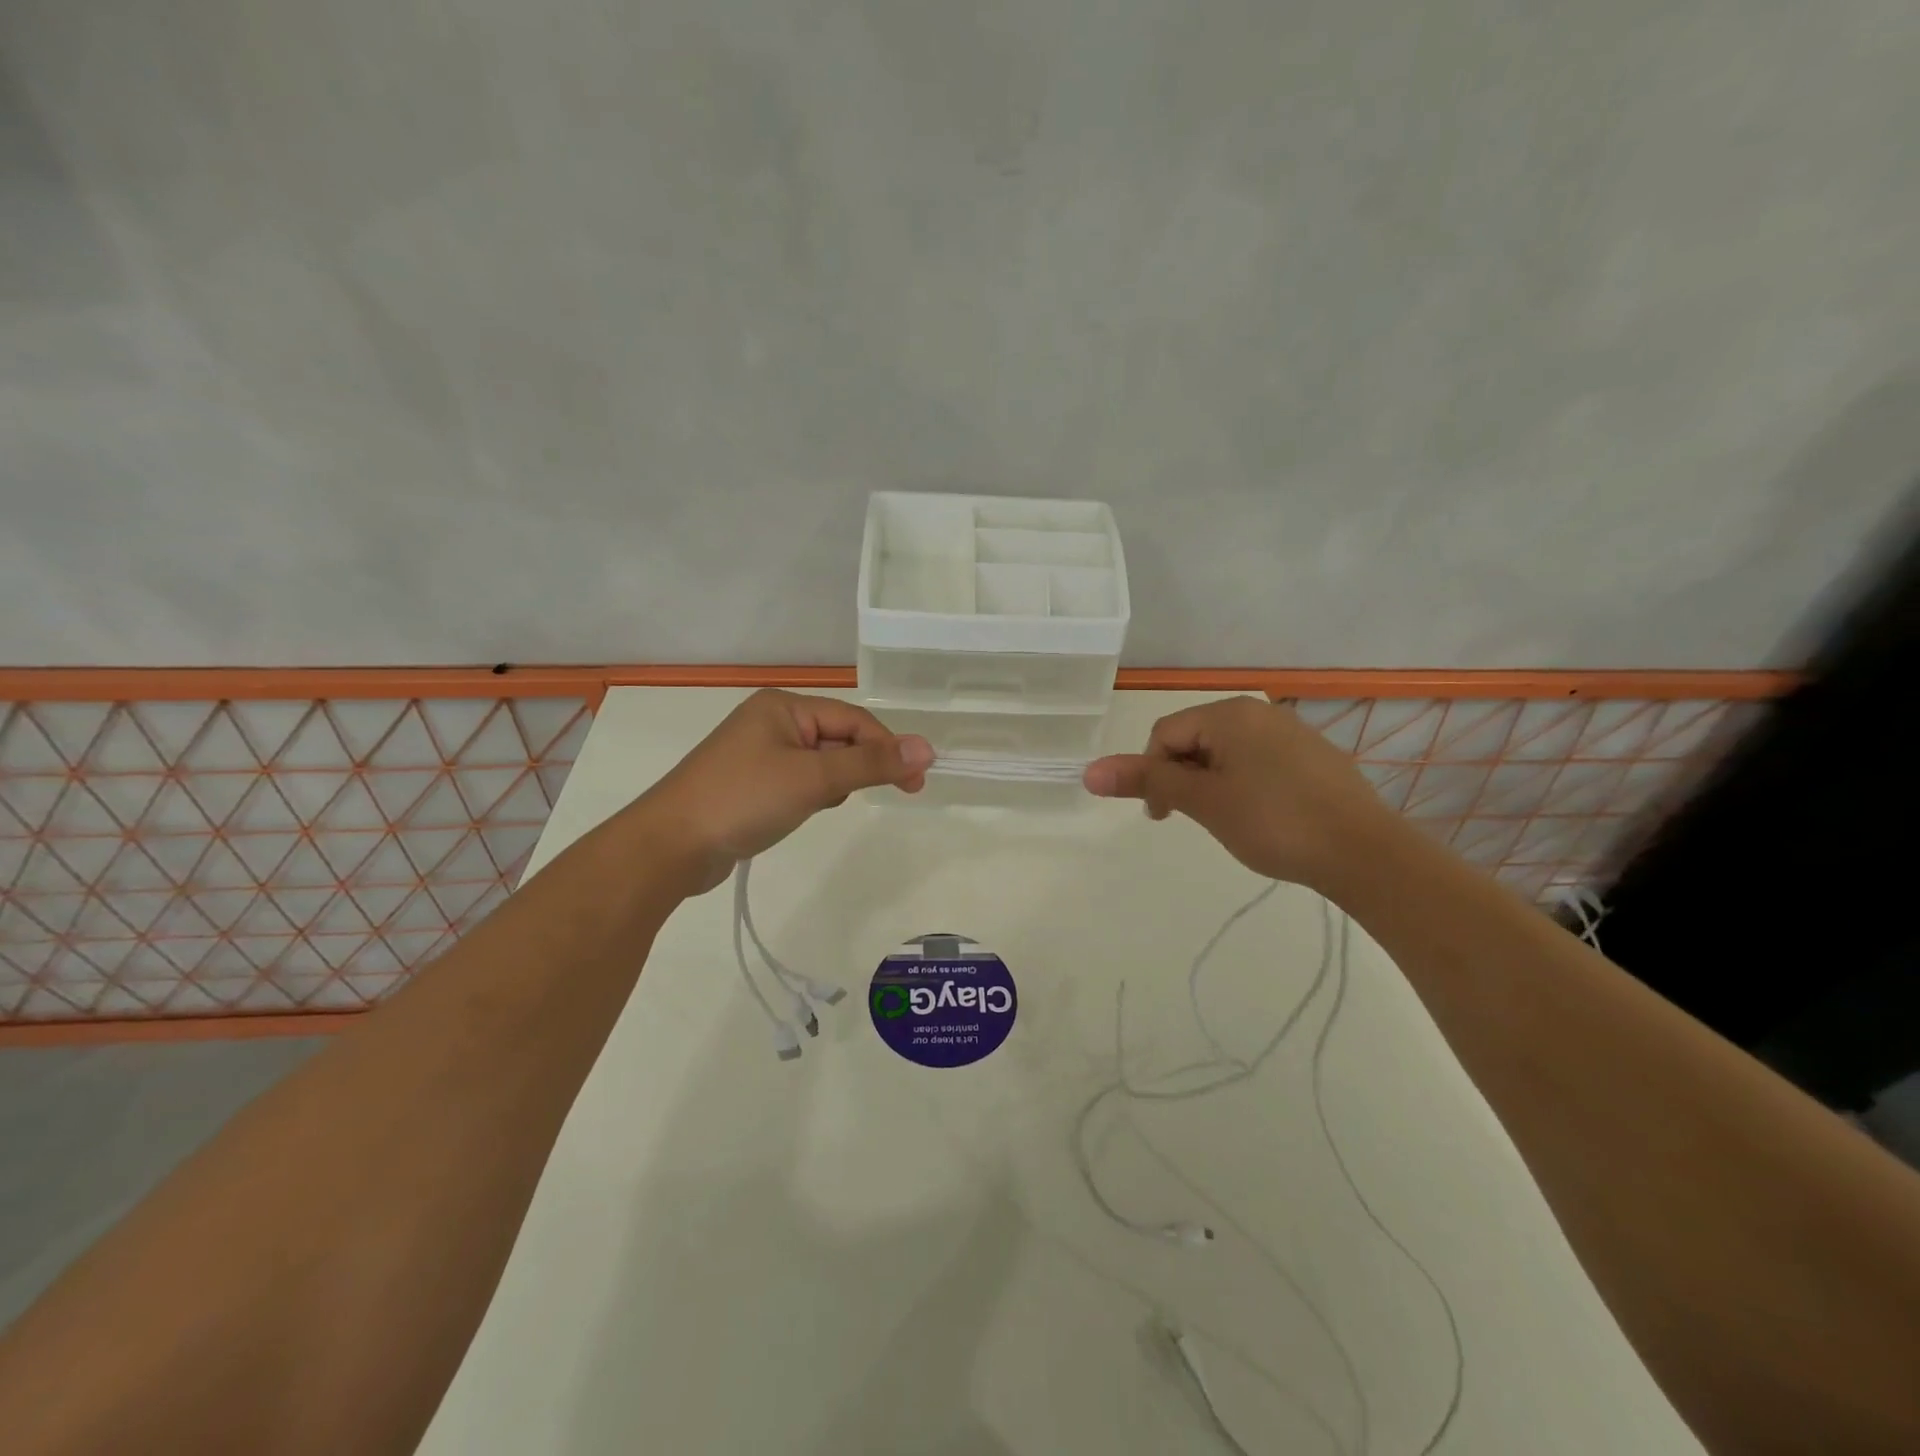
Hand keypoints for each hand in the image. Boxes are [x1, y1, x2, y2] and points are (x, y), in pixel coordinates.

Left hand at [640, 690, 932, 893]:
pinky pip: (799, 781)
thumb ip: (871, 763)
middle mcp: (771, 722)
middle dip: (859, 767)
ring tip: (821, 806)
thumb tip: (926, 747)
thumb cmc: (743, 800)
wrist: (669, 846)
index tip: (917, 781)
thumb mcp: (814, 779)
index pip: (854, 720)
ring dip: (834, 784)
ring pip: (821, 763)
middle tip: (890, 796)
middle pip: (838, 738)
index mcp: (784, 707)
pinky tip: (802, 813)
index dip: (888, 748)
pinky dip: (811, 795)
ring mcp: (758, 754)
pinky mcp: (751, 784)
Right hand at [1082, 696, 1398, 891]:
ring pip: (1227, 753)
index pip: (1165, 734)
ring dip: (1211, 783)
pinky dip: (1244, 785)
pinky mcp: (1314, 756)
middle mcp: (1259, 712)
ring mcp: (1291, 732)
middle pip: (1195, 740)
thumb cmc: (1274, 822)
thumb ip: (1147, 781)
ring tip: (1229, 822)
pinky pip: (1259, 762)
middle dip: (1183, 778)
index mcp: (1229, 714)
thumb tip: (1088, 771)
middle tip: (1195, 820)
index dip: (1152, 774)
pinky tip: (1263, 817)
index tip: (1163, 816)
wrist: (1365, 852)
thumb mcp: (1203, 802)